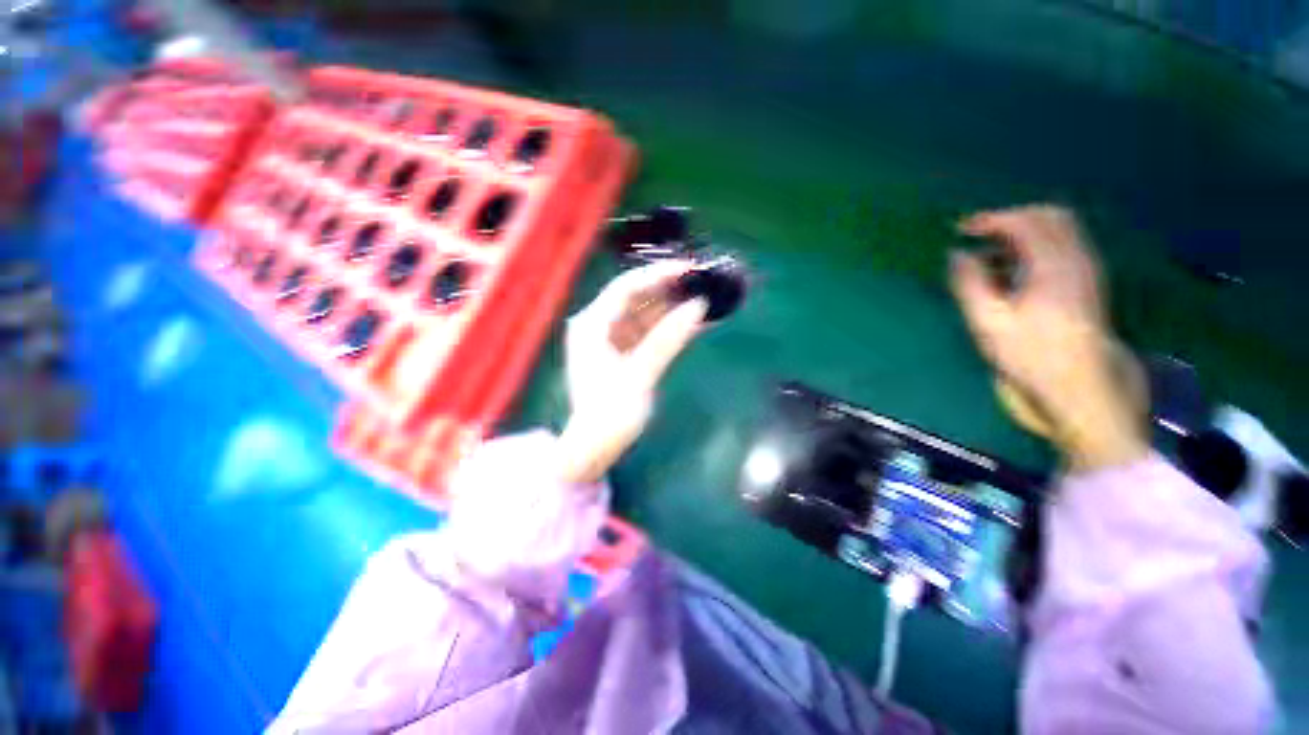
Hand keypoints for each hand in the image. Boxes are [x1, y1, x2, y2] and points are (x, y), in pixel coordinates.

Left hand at [556, 262, 707, 483]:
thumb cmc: (610, 413)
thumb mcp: (640, 376)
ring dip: (673, 308)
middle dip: (669, 290)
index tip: (689, 268)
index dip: (657, 274)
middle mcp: (599, 326)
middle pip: (637, 298)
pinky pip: (649, 332)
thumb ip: (668, 340)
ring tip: (704, 299)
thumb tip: (698, 308)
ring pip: (645, 314)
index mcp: (592, 326)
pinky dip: (669, 328)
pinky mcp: (624, 352)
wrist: (595, 446)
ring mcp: (611, 339)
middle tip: (702, 282)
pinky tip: (694, 323)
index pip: (626, 288)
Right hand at [950, 205, 1147, 471]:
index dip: (991, 219)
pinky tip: (1015, 269)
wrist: (1079, 384)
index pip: (1025, 222)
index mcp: (1052, 266)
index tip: (962, 230)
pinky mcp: (1088, 282)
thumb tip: (957, 254)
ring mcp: (1087, 269)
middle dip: (1012, 218)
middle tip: (981, 235)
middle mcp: (1076, 259)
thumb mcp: (988, 321)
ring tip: (992, 254)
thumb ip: (970, 283)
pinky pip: (1065, 246)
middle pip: (1050, 216)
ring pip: (1060, 230)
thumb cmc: (1029, 354)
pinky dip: (1038, 246)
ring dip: (1025, 232)